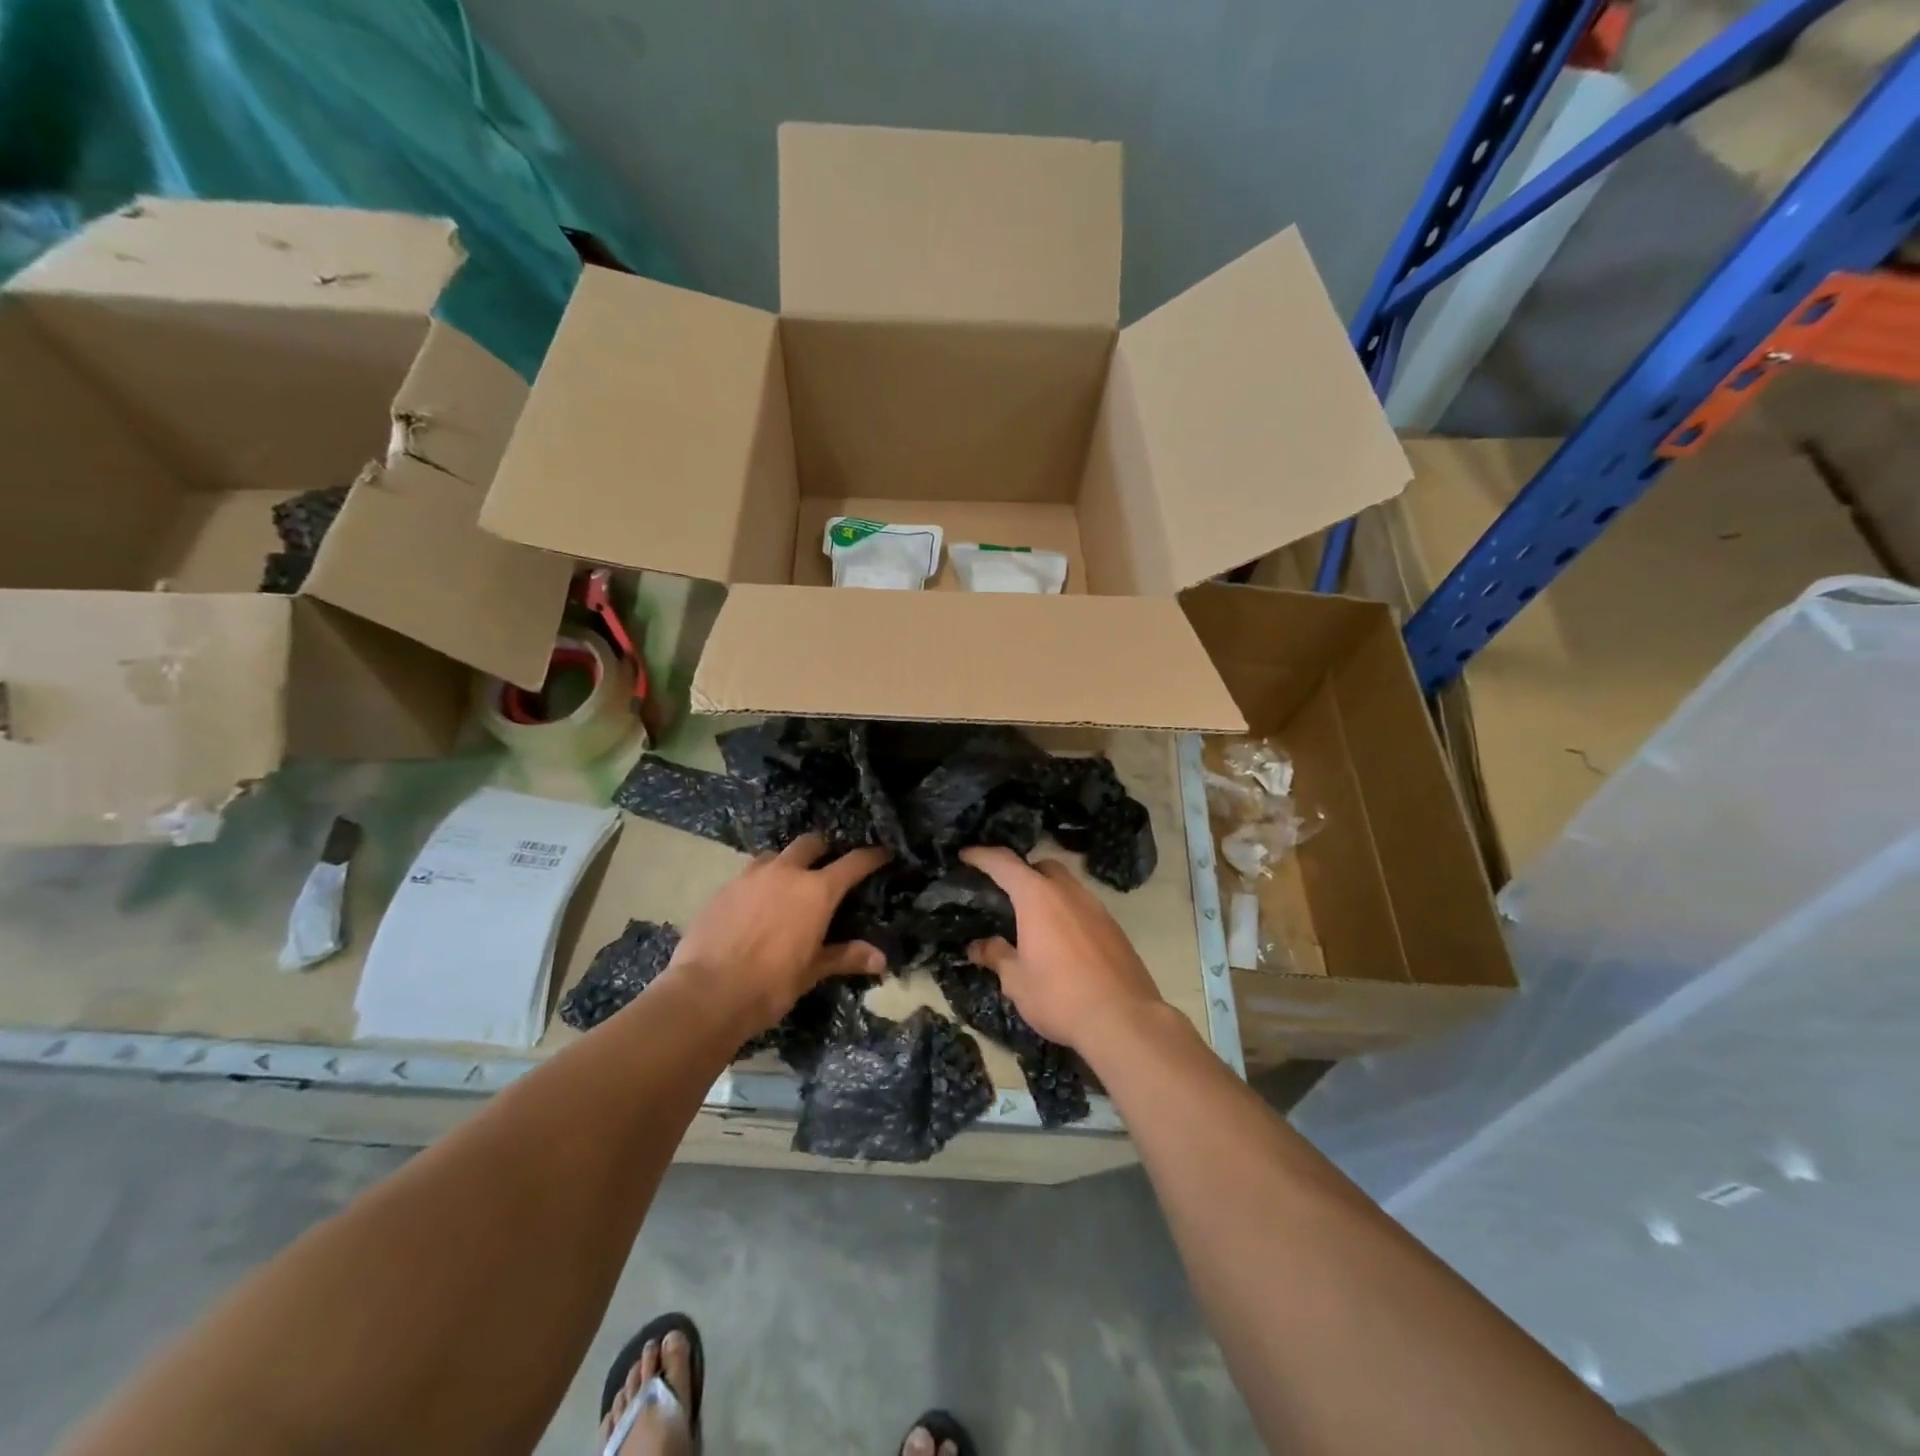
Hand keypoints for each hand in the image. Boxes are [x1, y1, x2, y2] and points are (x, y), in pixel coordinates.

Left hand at [669, 834, 889, 1032]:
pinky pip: (748, 874)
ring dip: (787, 863)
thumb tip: (881, 959)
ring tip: (788, 883)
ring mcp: (751, 876)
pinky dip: (759, 882)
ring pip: (776, 855)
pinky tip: (755, 904)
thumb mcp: (812, 971)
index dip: (871, 856)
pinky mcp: (723, 888)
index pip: (853, 863)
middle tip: (828, 864)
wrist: (707, 993)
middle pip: (810, 844)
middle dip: (823, 849)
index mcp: (816, 891)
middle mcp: (786, 873)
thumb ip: (846, 956)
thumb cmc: (771, 983)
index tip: (883, 853)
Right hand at [960, 846, 1164, 1054]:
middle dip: (1022, 872)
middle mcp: (1069, 893)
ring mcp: (1097, 908)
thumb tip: (979, 946)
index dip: (982, 856)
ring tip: (1033, 921)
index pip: (1004, 864)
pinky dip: (1068, 914)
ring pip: (1067, 886)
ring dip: (1048, 894)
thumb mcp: (1017, 981)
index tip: (966, 855)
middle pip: (1042, 867)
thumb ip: (997, 956)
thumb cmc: (1060, 996)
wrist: (1124, 1020)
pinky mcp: (1115, 929)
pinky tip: (1062, 942)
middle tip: (1005, 893)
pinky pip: (1084, 908)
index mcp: (1038, 897)